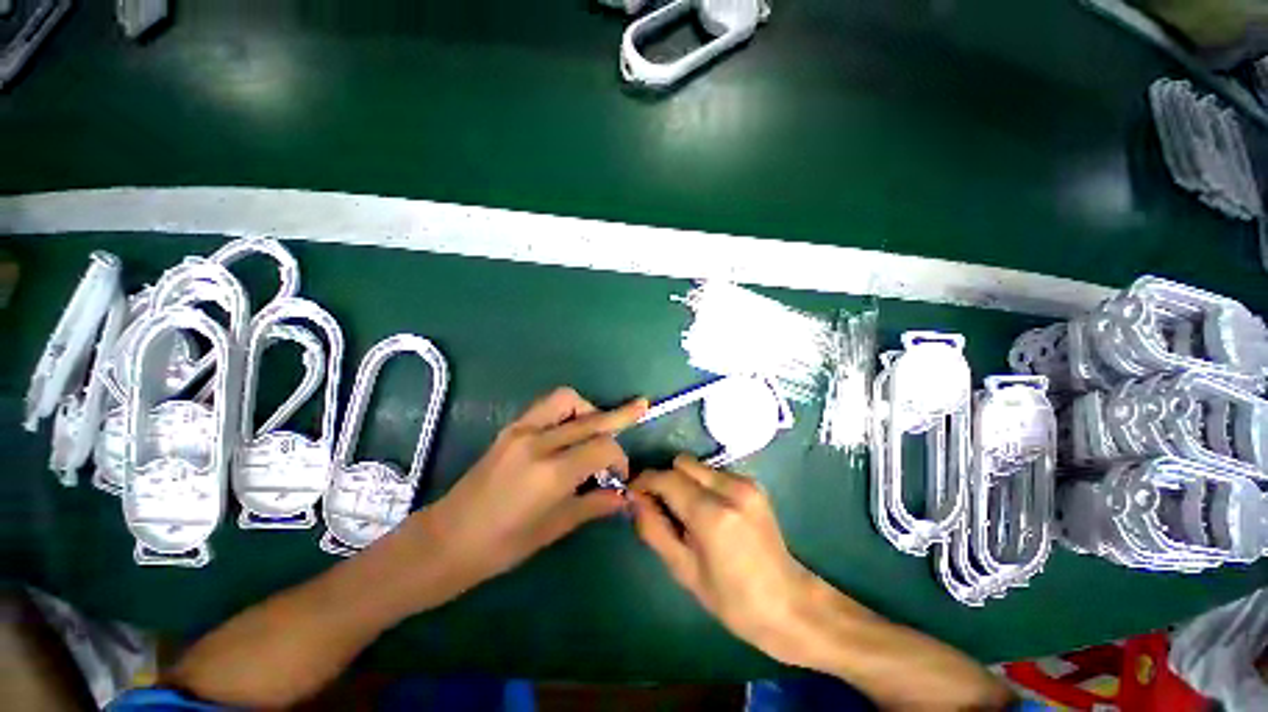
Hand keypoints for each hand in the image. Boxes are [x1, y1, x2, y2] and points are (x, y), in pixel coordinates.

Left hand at [426, 387, 647, 587]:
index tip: (620, 474)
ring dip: (589, 408)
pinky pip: (547, 406)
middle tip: (641, 407)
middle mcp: (539, 442)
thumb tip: (624, 497)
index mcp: (551, 473)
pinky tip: (571, 429)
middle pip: (591, 418)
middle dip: (620, 415)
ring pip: (567, 399)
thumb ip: (594, 505)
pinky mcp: (511, 428)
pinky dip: (567, 410)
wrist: (446, 539)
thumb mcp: (554, 528)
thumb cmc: (501, 546)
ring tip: (597, 426)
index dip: (619, 458)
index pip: (603, 448)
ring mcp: (521, 430)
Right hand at [630, 456, 826, 666]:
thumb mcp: (684, 571)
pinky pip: (714, 473)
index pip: (667, 478)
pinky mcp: (754, 484)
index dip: (645, 482)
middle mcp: (730, 488)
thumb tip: (634, 499)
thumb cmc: (732, 600)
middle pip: (682, 463)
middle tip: (662, 507)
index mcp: (712, 514)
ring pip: (698, 465)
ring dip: (684, 482)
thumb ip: (654, 529)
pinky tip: (709, 512)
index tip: (633, 494)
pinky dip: (702, 485)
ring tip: (687, 513)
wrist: (789, 604)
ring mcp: (746, 483)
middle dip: (666, 479)